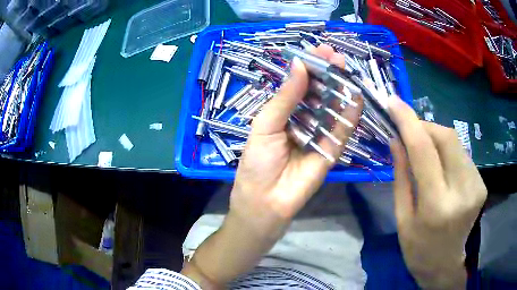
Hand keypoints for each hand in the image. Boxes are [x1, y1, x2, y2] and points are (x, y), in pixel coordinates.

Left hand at [230, 44, 362, 236]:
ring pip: (332, 108)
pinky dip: (350, 114)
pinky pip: (342, 131)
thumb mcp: (266, 126)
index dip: (308, 67)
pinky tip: (356, 96)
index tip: (318, 50)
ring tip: (346, 68)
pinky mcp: (331, 151)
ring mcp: (319, 136)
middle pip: (318, 93)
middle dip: (327, 73)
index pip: (299, 84)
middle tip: (335, 56)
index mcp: (283, 113)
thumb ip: (285, 97)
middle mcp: (303, 121)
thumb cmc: (257, 163)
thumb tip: (299, 65)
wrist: (265, 202)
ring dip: (340, 88)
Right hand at [388, 96, 486, 288]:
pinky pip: (462, 154)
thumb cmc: (417, 248)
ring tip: (425, 150)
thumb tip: (396, 139)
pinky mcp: (481, 184)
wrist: (444, 265)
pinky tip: (441, 164)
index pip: (423, 150)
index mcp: (436, 206)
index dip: (408, 121)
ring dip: (436, 137)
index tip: (394, 102)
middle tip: (410, 131)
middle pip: (446, 137)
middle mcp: (462, 191)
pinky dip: (448, 151)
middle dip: (425, 126)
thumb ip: (401, 176)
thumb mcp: (402, 217)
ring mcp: (476, 186)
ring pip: (456, 142)